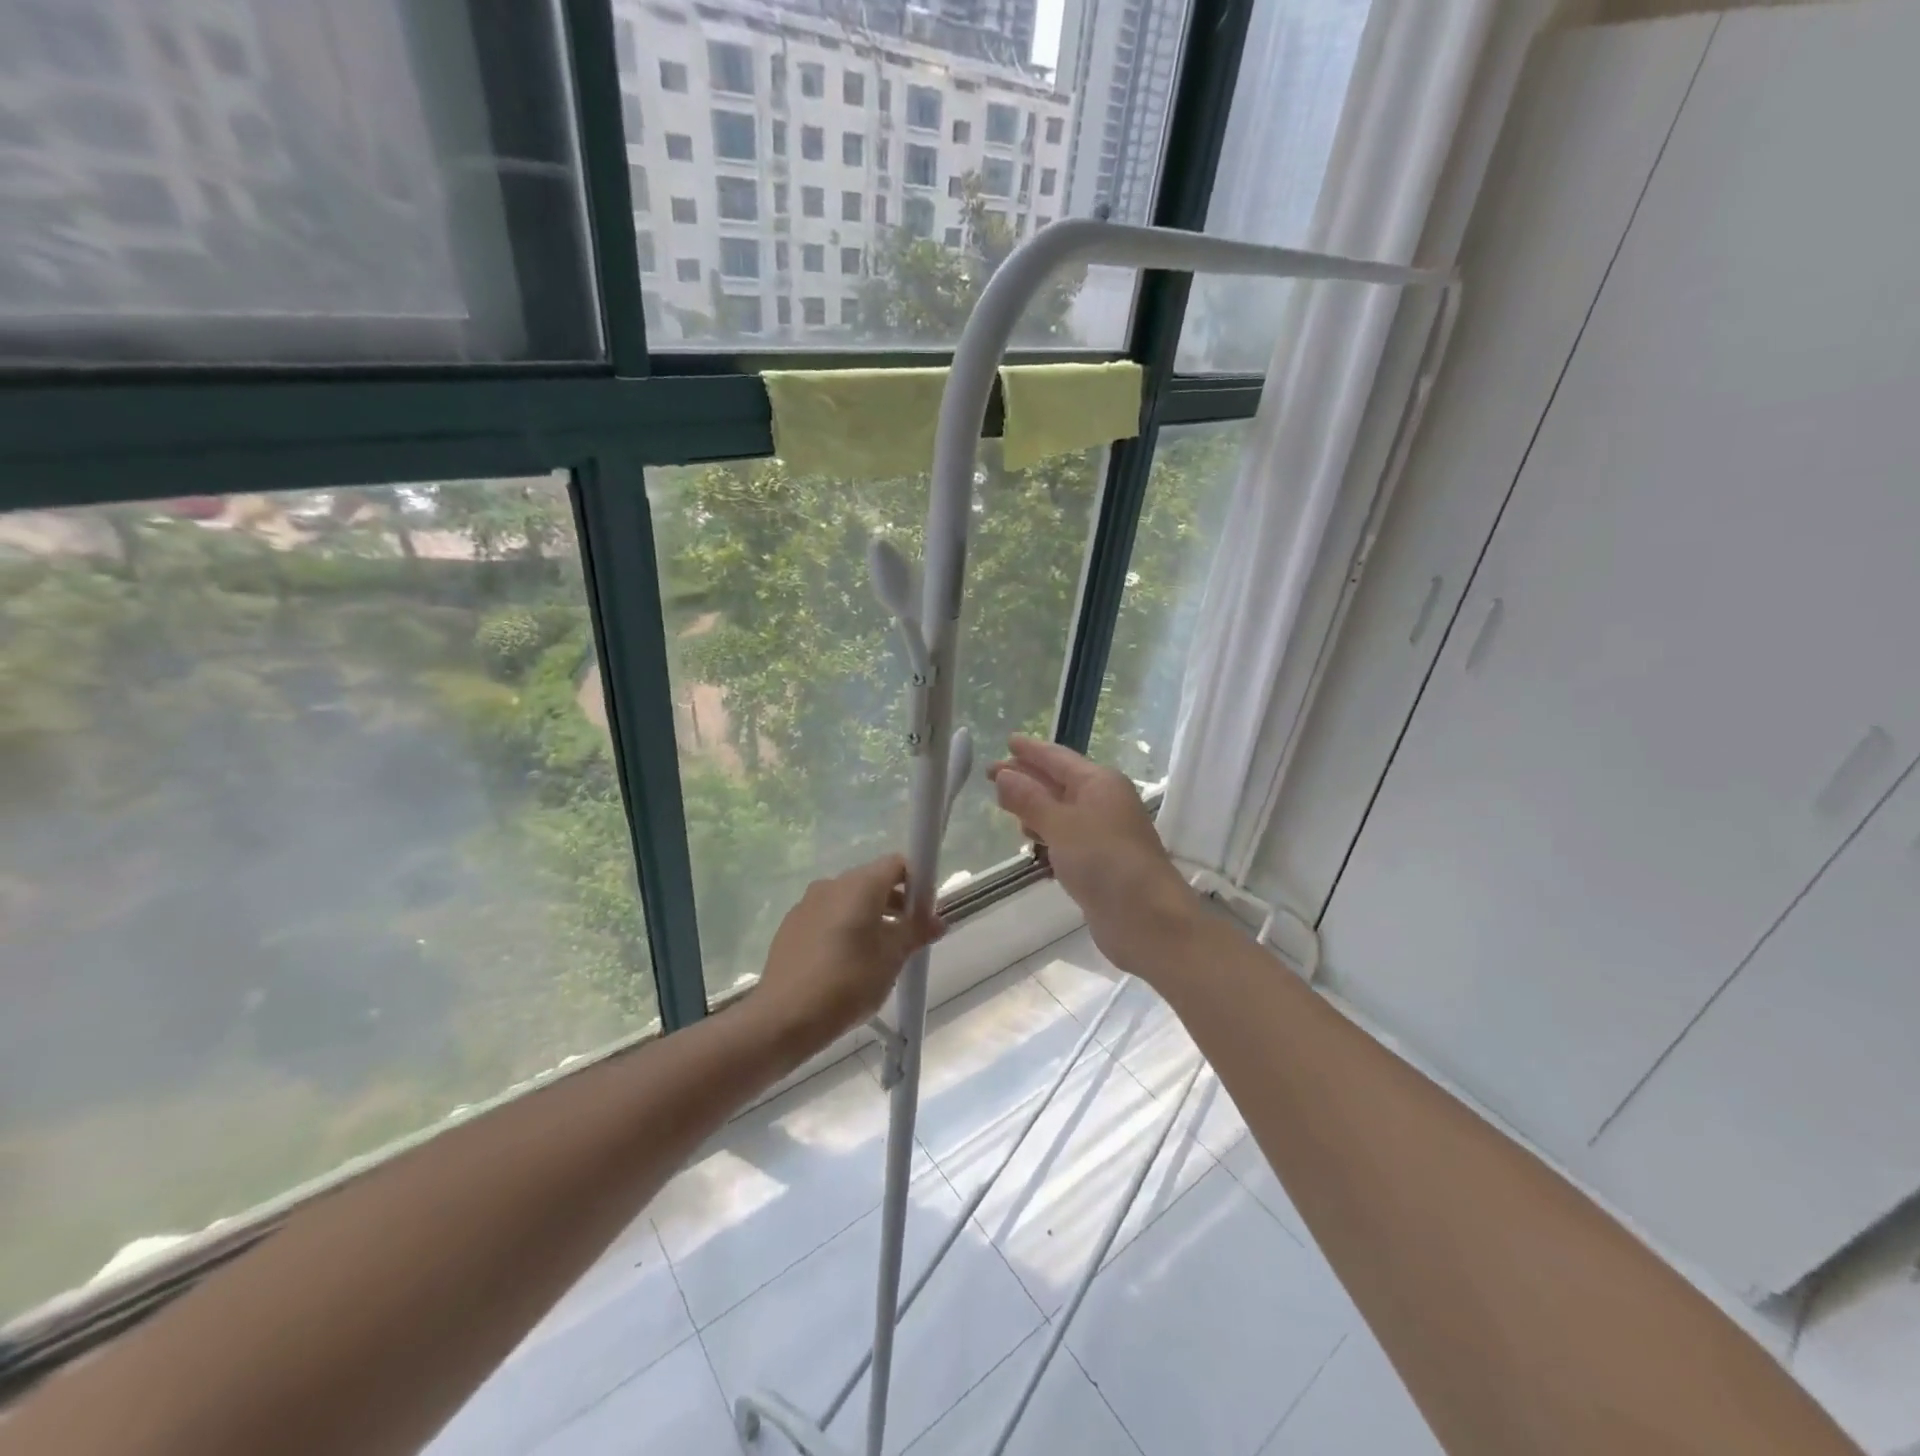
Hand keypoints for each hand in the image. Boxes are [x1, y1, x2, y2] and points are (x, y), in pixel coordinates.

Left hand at [748, 853, 943, 1057]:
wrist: (784, 1018)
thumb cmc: (848, 982)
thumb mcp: (892, 958)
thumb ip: (916, 932)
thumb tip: (938, 921)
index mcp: (859, 884)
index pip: (897, 864)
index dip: (917, 883)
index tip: (925, 913)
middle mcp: (832, 884)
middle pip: (873, 880)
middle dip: (896, 902)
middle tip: (908, 937)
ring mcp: (807, 904)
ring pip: (849, 900)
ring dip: (870, 917)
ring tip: (880, 954)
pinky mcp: (791, 926)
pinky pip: (827, 916)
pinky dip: (845, 928)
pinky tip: (847, 963)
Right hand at [987, 735, 1199, 978]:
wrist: (1147, 919)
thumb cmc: (1104, 861)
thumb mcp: (1061, 825)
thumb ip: (1030, 799)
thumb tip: (1003, 774)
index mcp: (1099, 782)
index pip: (1057, 758)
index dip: (1031, 750)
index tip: (1006, 741)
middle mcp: (1103, 802)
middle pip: (1058, 782)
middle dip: (1026, 777)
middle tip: (990, 774)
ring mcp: (1103, 833)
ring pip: (1061, 810)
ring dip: (1035, 806)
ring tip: (1004, 805)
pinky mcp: (1099, 862)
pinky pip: (1066, 837)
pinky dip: (1046, 833)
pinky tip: (1029, 840)